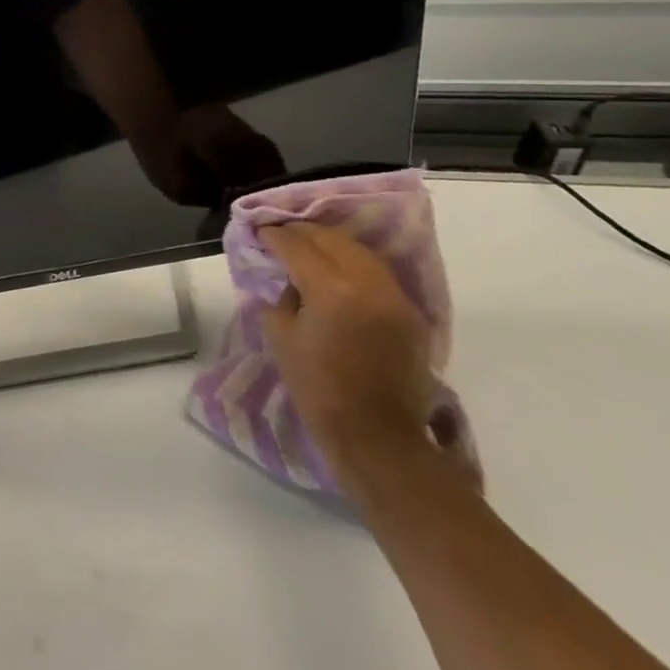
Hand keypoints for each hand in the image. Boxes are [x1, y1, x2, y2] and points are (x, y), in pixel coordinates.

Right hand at [260, 223, 454, 489]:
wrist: (376, 437)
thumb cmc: (318, 388)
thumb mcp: (281, 336)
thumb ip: (282, 297)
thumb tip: (288, 279)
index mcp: (331, 290)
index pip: (297, 246)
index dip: (275, 236)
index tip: (260, 231)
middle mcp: (367, 284)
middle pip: (331, 239)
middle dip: (302, 232)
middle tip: (280, 233)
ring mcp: (394, 297)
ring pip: (359, 251)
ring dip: (331, 243)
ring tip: (308, 245)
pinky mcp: (410, 313)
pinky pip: (377, 273)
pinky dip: (353, 262)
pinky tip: (337, 269)